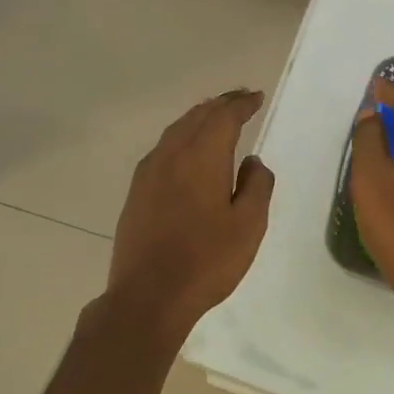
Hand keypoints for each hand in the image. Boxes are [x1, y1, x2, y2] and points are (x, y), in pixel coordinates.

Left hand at [108, 90, 274, 337]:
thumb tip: (252, 162)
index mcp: (202, 157)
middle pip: (197, 116)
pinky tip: (187, 151)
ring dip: (199, 119)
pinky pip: (163, 149)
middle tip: (240, 99)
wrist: (149, 295)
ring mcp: (148, 173)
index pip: (224, 116)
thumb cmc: (206, 261)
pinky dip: (181, 138)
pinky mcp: (136, 192)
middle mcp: (171, 155)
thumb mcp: (248, 226)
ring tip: (216, 117)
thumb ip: (256, 187)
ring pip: (176, 131)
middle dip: (220, 105)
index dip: (241, 104)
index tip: (256, 98)